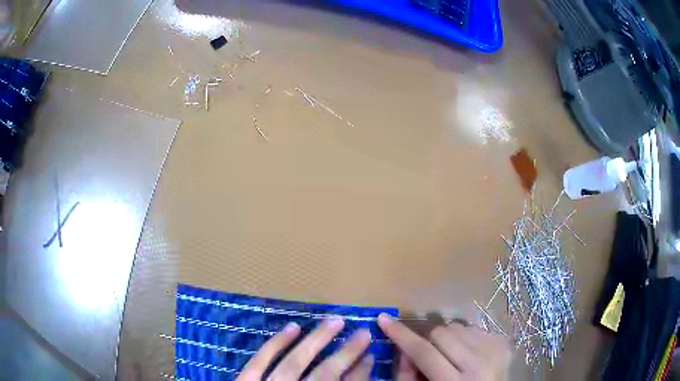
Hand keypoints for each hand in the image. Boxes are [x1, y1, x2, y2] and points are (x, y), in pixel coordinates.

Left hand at [237, 318, 373, 380]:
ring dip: (317, 341)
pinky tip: (293, 327)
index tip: (371, 356)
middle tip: (364, 334)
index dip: (360, 373)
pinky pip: (260, 361)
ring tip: (336, 321)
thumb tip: (352, 378)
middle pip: (325, 375)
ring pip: (294, 363)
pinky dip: (276, 344)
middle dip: (347, 354)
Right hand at [377, 314, 511, 380]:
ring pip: (458, 326)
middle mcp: (479, 364)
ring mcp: (495, 351)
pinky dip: (465, 338)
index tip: (383, 319)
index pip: (423, 352)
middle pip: (441, 333)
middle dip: (430, 342)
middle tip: (431, 355)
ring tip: (452, 356)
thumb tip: (402, 347)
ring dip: (449, 339)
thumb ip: (408, 375)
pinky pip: (475, 327)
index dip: (401, 335)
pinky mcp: (504, 343)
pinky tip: (468, 354)